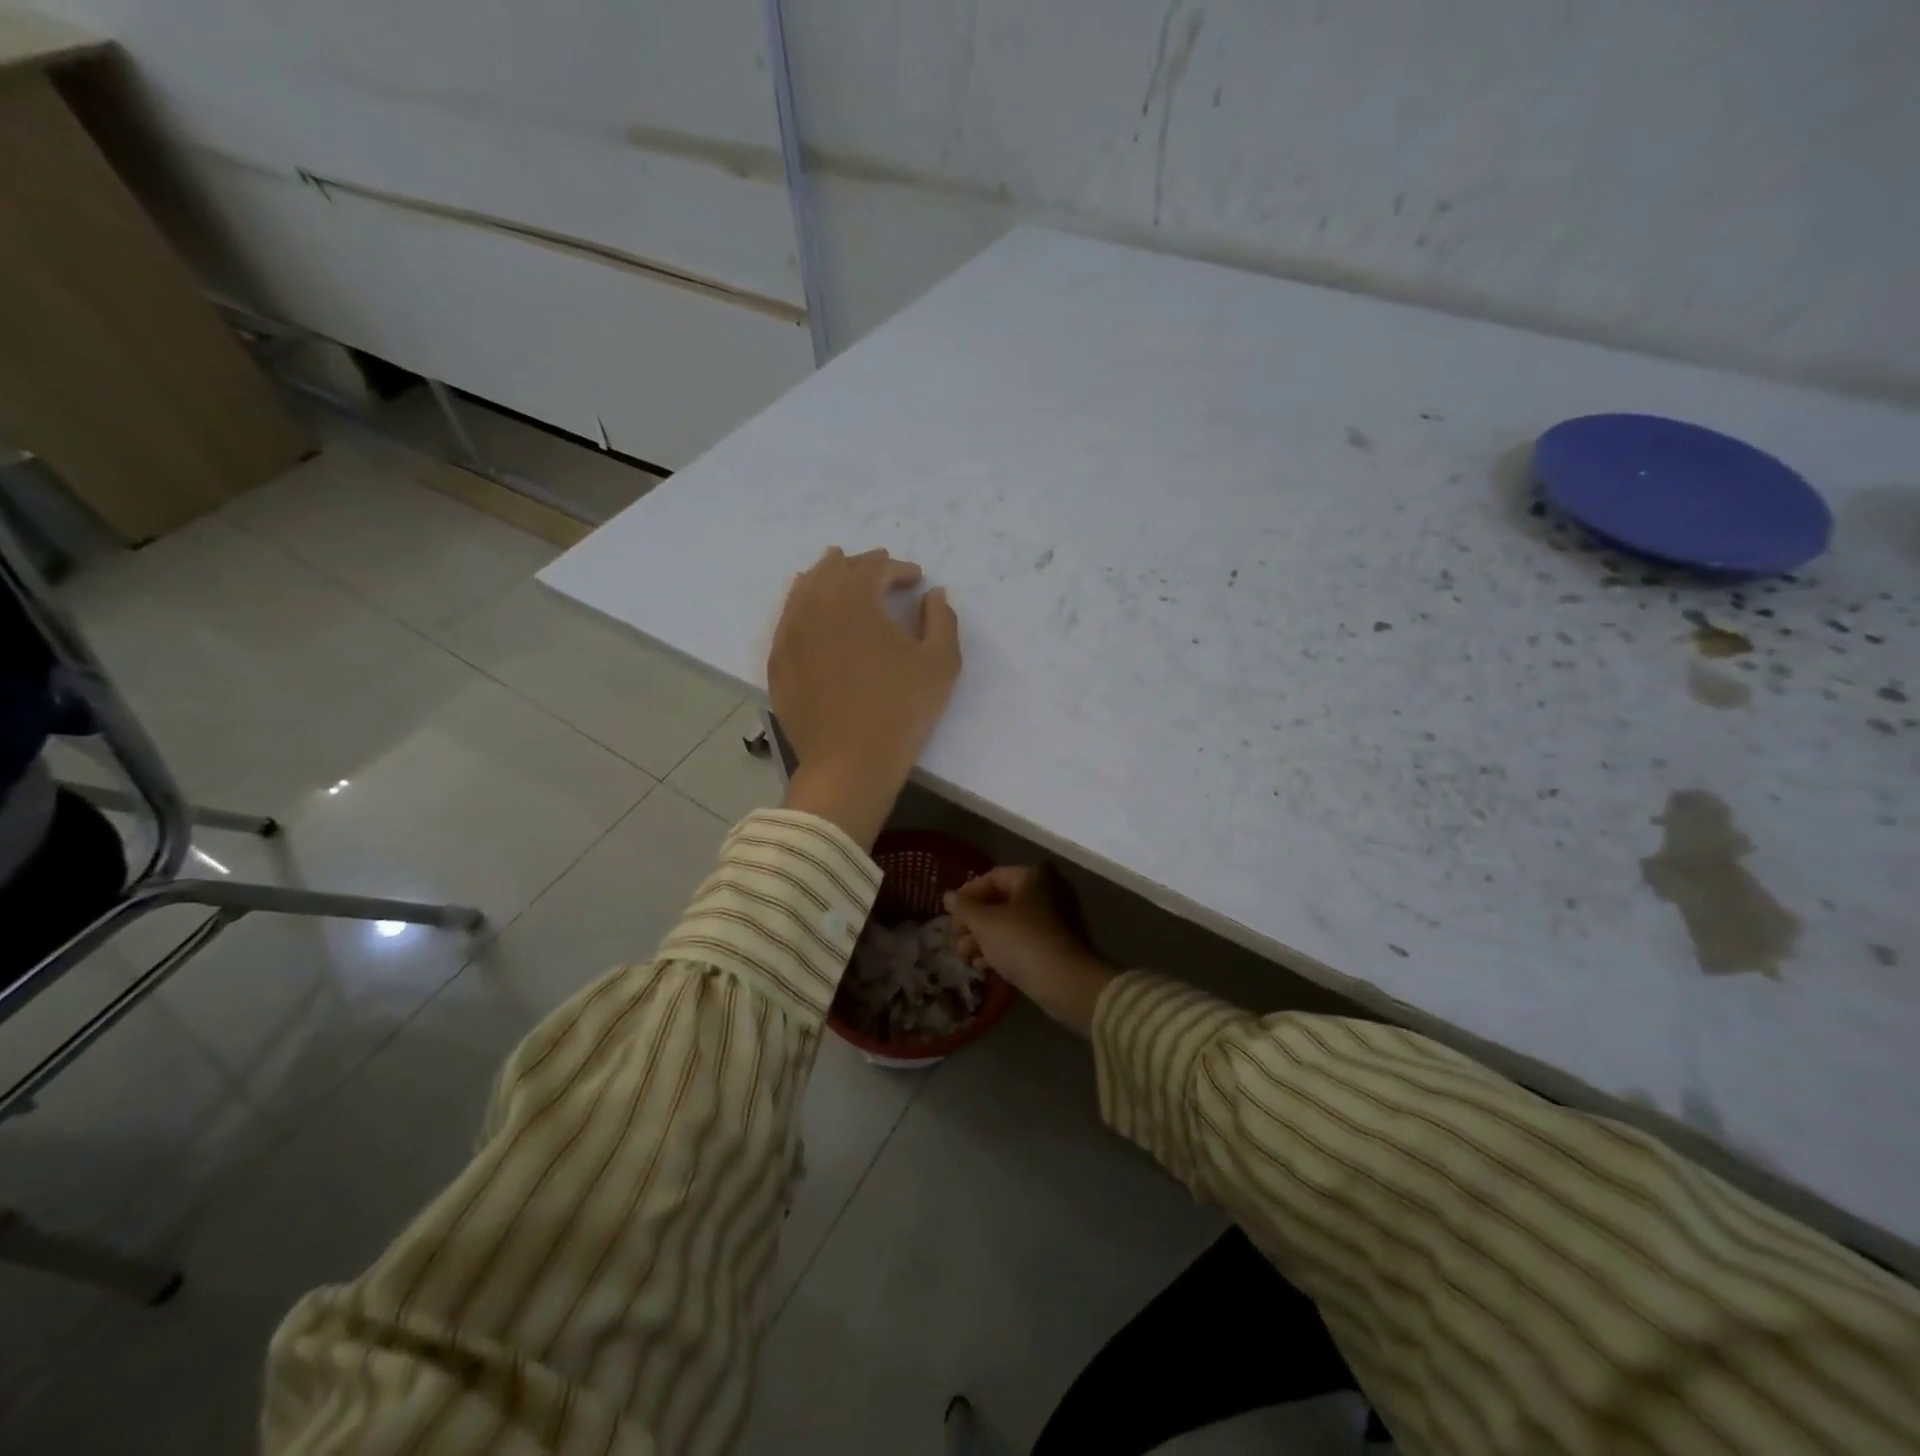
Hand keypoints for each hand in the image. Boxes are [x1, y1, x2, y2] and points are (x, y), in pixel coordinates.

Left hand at [771, 547, 961, 848]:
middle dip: (862, 564)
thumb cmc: (901, 710)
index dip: (899, 569)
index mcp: (856, 599)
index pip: (877, 568)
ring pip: (806, 587)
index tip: (916, 578)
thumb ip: (942, 620)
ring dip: (827, 574)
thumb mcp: (940, 664)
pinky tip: (807, 605)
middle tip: (880, 568)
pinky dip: (802, 602)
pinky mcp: (779, 659)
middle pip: (836, 569)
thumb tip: (934, 594)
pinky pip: (788, 616)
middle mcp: (817, 605)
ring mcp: (791, 632)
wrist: (849, 762)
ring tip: (837, 568)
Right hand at [945, 865, 1116, 1037]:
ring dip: (985, 937)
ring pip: (1012, 922)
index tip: (949, 914)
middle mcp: (1049, 890)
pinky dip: (1003, 948)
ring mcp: (1057, 918)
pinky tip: (984, 965)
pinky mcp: (1059, 944)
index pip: (992, 877)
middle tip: (956, 938)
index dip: (967, 894)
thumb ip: (964, 907)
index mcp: (1033, 876)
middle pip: (1002, 901)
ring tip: (965, 956)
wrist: (1066, 982)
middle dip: (975, 921)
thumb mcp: (985, 923)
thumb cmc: (1022, 942)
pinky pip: (1025, 939)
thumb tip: (948, 896)